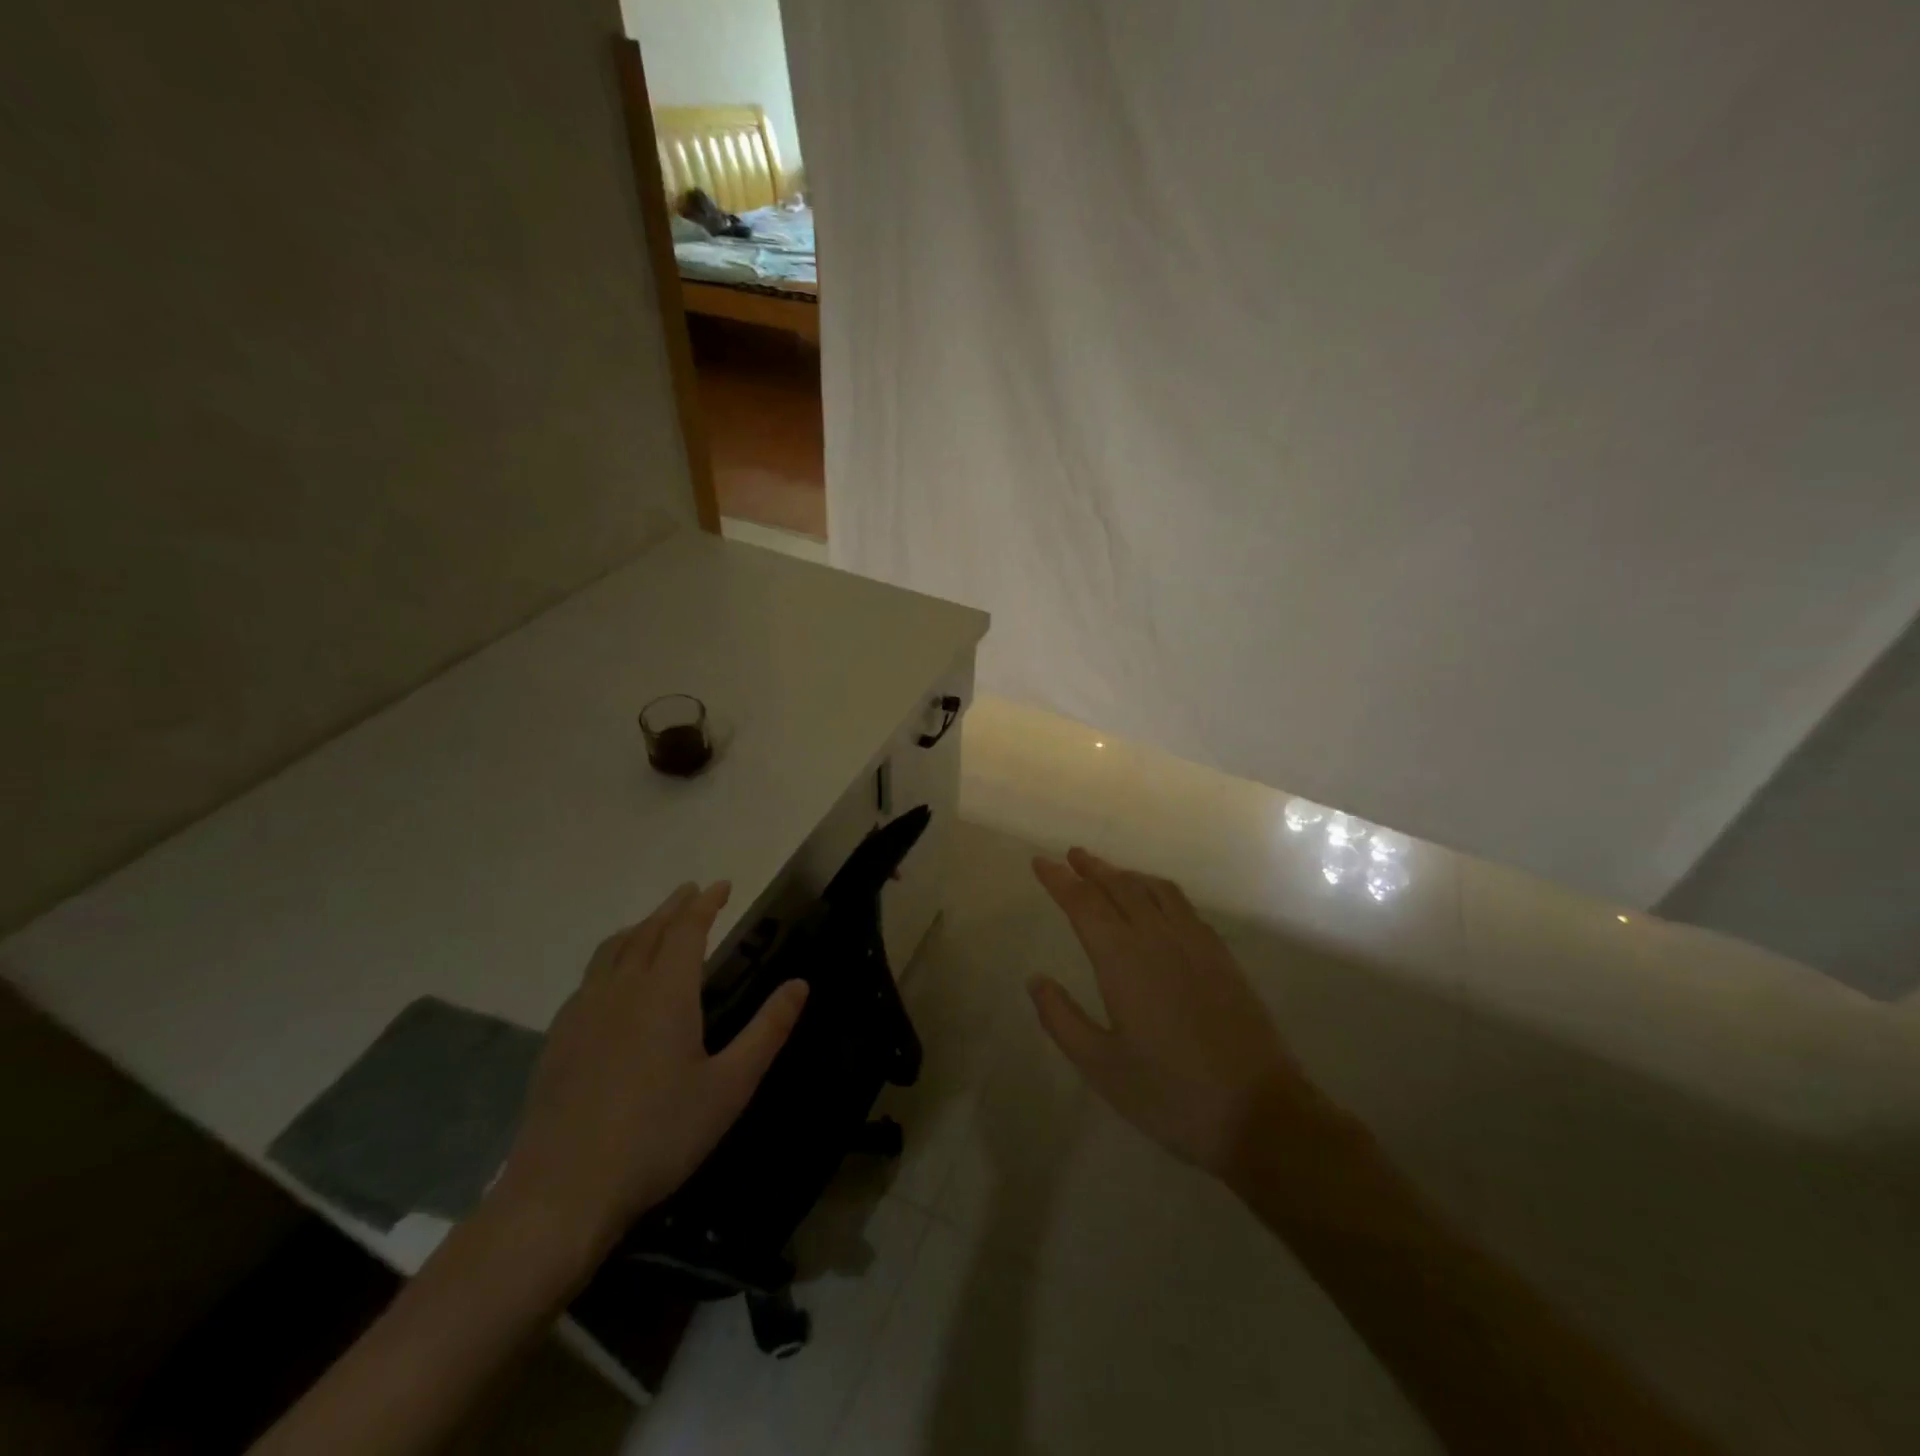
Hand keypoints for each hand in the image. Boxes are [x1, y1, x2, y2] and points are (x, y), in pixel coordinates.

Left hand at [494, 882, 807, 1258]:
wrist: (563, 1190)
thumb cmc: (659, 1135)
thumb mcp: (730, 1086)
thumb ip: (767, 1031)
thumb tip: (800, 984)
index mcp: (665, 992)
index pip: (687, 930)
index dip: (705, 904)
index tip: (721, 885)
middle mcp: (622, 988)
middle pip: (647, 932)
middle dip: (673, 907)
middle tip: (692, 892)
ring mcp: (583, 1012)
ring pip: (612, 950)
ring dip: (639, 928)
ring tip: (653, 923)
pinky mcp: (558, 1039)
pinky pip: (589, 977)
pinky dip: (610, 958)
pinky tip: (611, 981)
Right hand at [1030, 848, 1314, 1176]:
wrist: (1260, 1112)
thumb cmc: (1170, 1094)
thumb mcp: (1101, 1067)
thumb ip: (1062, 1019)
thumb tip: (1036, 980)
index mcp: (1123, 961)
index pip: (1084, 905)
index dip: (1060, 881)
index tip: (1040, 863)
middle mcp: (1158, 938)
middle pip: (1120, 887)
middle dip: (1092, 868)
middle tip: (1072, 855)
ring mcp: (1195, 944)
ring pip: (1154, 890)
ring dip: (1126, 875)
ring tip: (1109, 872)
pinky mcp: (1221, 956)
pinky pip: (1183, 905)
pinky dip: (1158, 890)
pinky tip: (1157, 903)